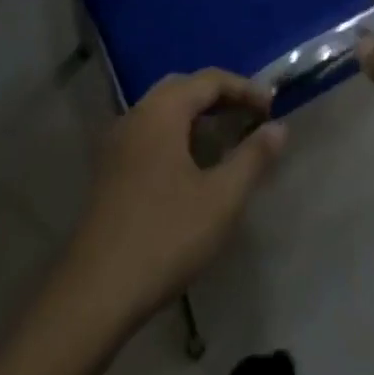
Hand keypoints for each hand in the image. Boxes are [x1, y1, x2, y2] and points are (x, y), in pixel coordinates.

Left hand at [62, 70, 286, 327]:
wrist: (94, 294)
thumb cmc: (164, 236)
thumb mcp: (221, 199)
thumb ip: (253, 158)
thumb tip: (279, 127)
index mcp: (163, 110)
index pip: (210, 80)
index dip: (244, 88)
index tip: (272, 108)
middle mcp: (137, 114)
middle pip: (184, 88)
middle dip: (219, 97)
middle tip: (249, 116)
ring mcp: (118, 142)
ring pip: (164, 111)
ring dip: (196, 117)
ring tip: (225, 139)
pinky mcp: (108, 170)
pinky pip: (150, 133)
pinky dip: (176, 134)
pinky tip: (190, 167)